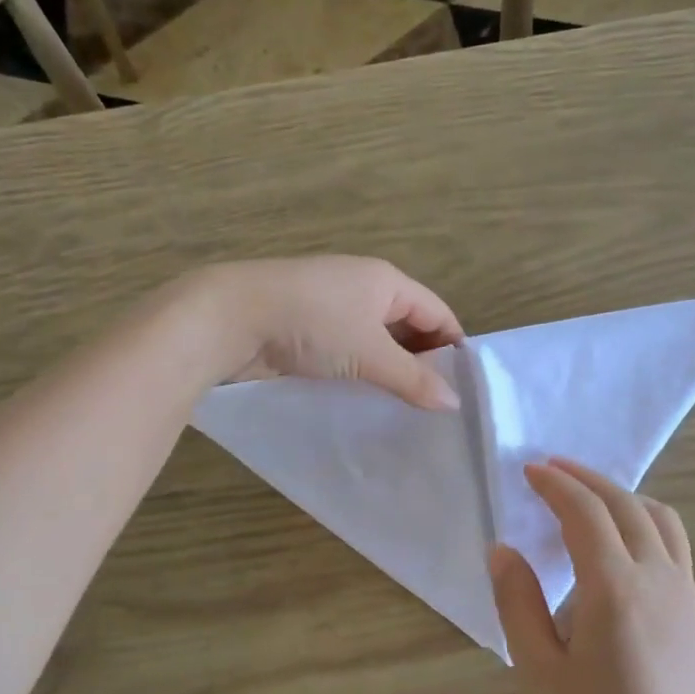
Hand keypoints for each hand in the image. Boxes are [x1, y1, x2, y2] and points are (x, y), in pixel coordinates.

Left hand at [186, 257, 463, 409]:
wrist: (231, 318)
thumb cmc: (312, 324)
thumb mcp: (370, 353)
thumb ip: (413, 379)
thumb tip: (454, 402)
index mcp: (386, 282)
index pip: (437, 312)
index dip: (453, 347)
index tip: (463, 390)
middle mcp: (363, 289)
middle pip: (408, 327)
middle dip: (422, 364)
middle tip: (435, 408)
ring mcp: (331, 309)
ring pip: (375, 343)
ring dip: (389, 372)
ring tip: (405, 411)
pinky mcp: (306, 330)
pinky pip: (347, 353)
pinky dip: (360, 374)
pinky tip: (365, 402)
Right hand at [491, 458, 694, 693]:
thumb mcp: (537, 673)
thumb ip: (517, 603)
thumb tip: (503, 549)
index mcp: (615, 587)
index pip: (585, 512)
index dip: (555, 484)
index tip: (529, 469)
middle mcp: (658, 579)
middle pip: (626, 505)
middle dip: (587, 479)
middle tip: (551, 469)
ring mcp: (686, 598)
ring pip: (661, 520)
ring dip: (623, 495)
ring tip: (589, 497)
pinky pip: (675, 547)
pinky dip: (645, 522)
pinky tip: (622, 545)